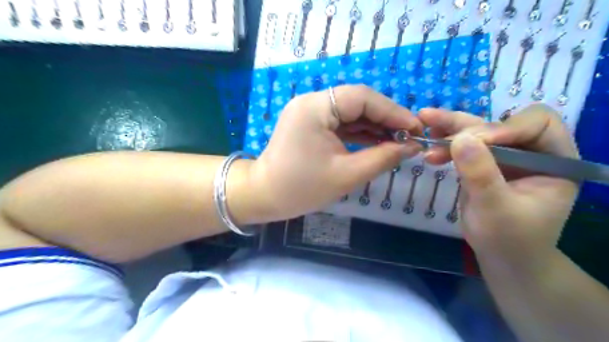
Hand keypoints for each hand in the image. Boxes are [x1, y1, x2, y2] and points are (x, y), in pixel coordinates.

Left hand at [249, 85, 421, 221]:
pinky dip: (358, 132)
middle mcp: (311, 102)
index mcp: (316, 108)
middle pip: (357, 102)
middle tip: (409, 136)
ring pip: (350, 112)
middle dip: (385, 119)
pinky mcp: (310, 124)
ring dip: (373, 126)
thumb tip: (411, 147)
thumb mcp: (346, 174)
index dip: (393, 112)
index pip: (362, 98)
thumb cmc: (301, 188)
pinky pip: (339, 123)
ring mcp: (309, 112)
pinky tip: (377, 142)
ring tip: (398, 141)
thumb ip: (382, 158)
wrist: (264, 196)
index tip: (416, 128)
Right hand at [420, 103, 579, 267]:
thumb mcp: (496, 208)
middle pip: (500, 123)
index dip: (504, 127)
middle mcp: (531, 152)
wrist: (501, 257)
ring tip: (424, 123)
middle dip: (466, 126)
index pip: (536, 124)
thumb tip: (460, 139)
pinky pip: (464, 147)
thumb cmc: (509, 239)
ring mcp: (505, 157)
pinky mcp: (484, 164)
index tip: (471, 142)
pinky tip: (429, 149)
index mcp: (554, 160)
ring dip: (450, 129)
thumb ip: (480, 174)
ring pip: (478, 132)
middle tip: (433, 127)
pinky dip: (446, 145)